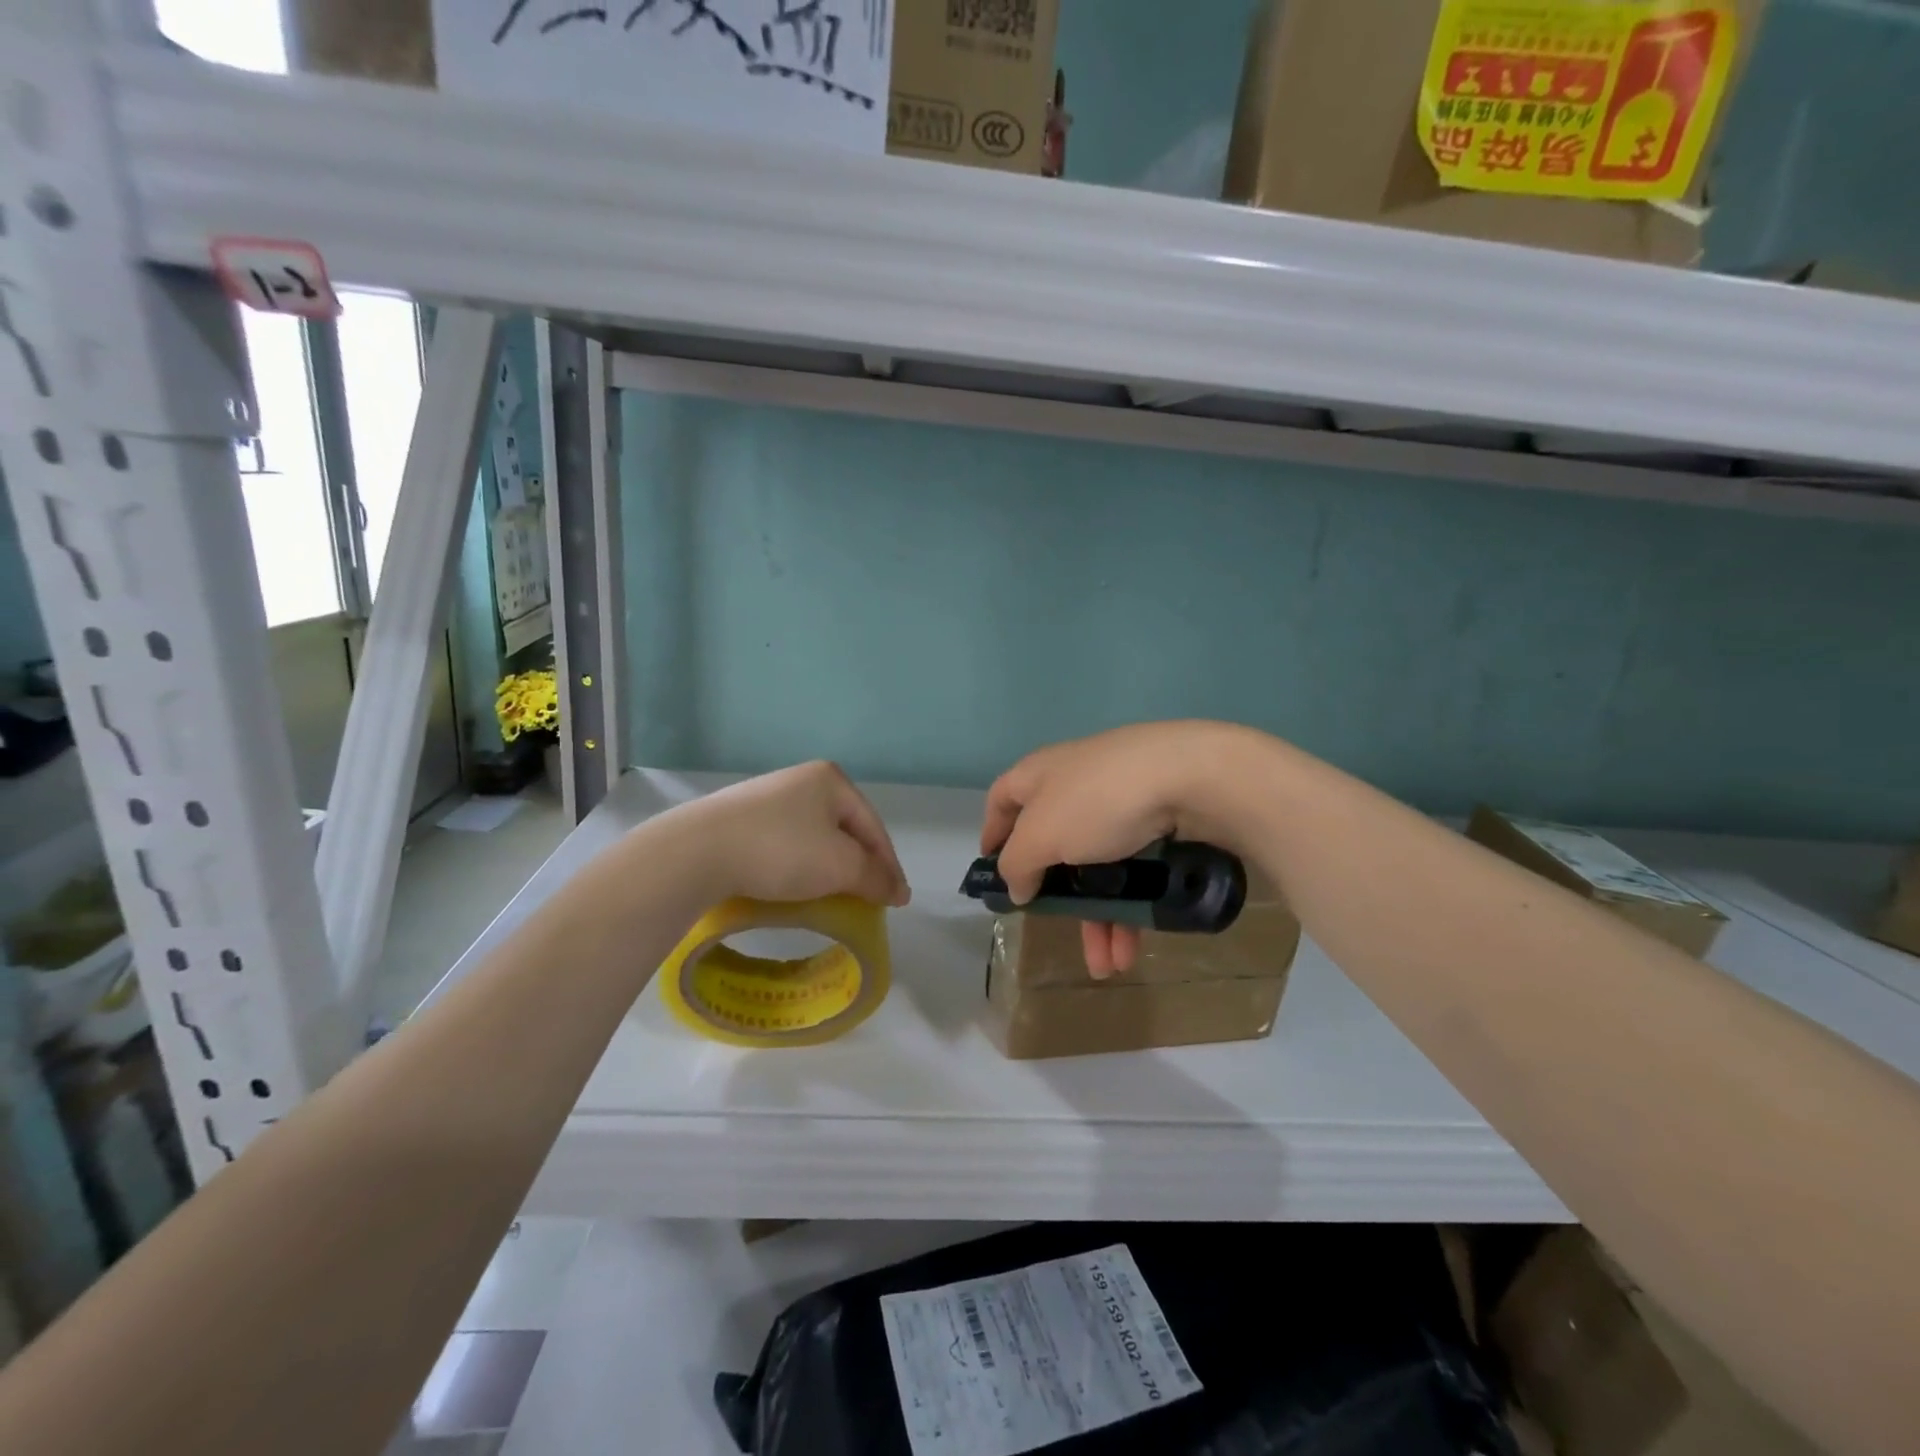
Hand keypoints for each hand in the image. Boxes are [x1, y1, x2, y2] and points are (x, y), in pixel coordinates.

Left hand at [674, 761, 911, 907]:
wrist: (697, 851)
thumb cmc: (781, 850)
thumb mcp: (840, 865)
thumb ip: (875, 877)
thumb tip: (899, 891)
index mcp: (831, 780)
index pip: (874, 826)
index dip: (889, 865)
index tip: (898, 901)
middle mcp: (802, 780)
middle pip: (845, 829)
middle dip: (859, 865)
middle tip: (868, 898)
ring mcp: (767, 797)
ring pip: (814, 837)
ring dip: (829, 867)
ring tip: (834, 896)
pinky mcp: (740, 819)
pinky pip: (785, 844)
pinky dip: (799, 866)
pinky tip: (794, 885)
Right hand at [981, 722, 1258, 978]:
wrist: (1191, 777)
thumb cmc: (1097, 801)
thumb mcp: (1041, 835)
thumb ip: (1018, 864)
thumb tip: (1015, 884)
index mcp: (1039, 775)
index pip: (1002, 799)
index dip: (992, 834)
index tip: (992, 872)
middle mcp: (1076, 785)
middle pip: (1053, 845)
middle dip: (1056, 897)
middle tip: (1054, 929)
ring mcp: (1120, 804)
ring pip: (1097, 868)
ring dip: (1098, 918)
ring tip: (1107, 966)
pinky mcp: (1158, 822)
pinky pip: (1133, 870)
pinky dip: (1128, 909)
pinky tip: (1131, 951)